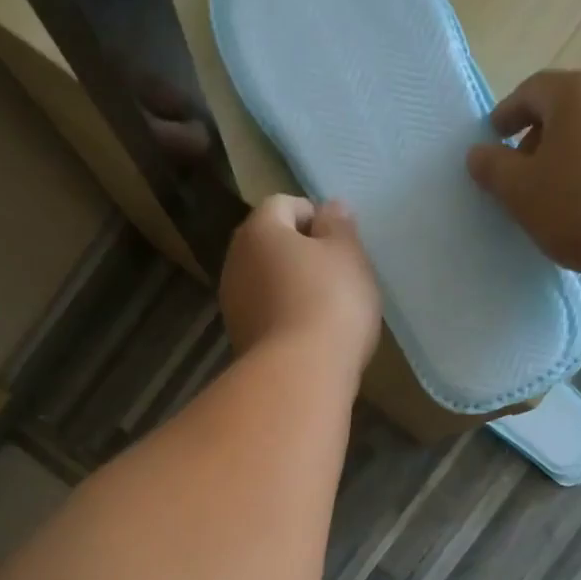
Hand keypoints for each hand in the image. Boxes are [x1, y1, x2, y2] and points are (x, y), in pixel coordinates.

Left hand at [219, 195, 380, 377]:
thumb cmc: (330, 301)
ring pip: (265, 282)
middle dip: (300, 253)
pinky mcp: (239, 340)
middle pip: (269, 244)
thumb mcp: (348, 255)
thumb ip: (339, 225)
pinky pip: (265, 314)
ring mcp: (232, 304)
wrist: (300, 375)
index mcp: (258, 230)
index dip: (314, 216)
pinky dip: (284, 316)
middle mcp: (235, 261)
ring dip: (290, 286)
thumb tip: (329, 208)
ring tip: (326, 308)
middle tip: (336, 274)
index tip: (341, 242)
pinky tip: (309, 335)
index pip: (283, 204)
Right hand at [465, 68, 580, 280]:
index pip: (531, 90)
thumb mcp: (519, 190)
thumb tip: (478, 153)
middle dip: (536, 137)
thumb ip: (492, 167)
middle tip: (517, 173)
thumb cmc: (577, 204)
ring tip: (549, 194)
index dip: (506, 114)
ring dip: (565, 156)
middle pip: (565, 108)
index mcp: (577, 91)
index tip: (491, 138)